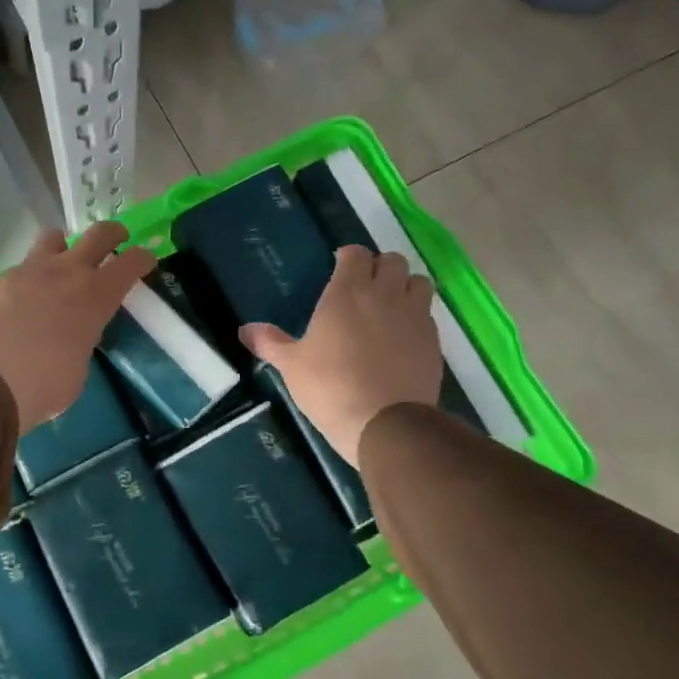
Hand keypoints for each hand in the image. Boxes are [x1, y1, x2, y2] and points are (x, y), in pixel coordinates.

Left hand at [0, 222, 155, 432]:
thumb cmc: (44, 386)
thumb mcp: (79, 366)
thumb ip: (83, 339)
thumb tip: (73, 334)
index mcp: (95, 296)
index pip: (131, 263)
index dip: (143, 258)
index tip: (147, 261)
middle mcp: (65, 273)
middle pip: (98, 234)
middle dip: (113, 234)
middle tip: (117, 240)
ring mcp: (27, 272)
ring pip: (53, 238)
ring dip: (64, 247)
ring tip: (61, 264)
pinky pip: (21, 269)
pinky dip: (29, 279)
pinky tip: (22, 302)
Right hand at [240, 247, 442, 465]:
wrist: (385, 424)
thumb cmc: (330, 387)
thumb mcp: (291, 366)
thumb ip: (270, 342)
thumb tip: (244, 330)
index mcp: (347, 293)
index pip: (356, 254)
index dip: (348, 257)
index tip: (338, 268)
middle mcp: (385, 295)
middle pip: (392, 260)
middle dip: (379, 267)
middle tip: (364, 287)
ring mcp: (415, 317)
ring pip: (418, 282)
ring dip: (405, 286)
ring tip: (390, 306)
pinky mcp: (434, 342)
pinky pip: (428, 315)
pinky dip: (417, 317)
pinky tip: (402, 338)